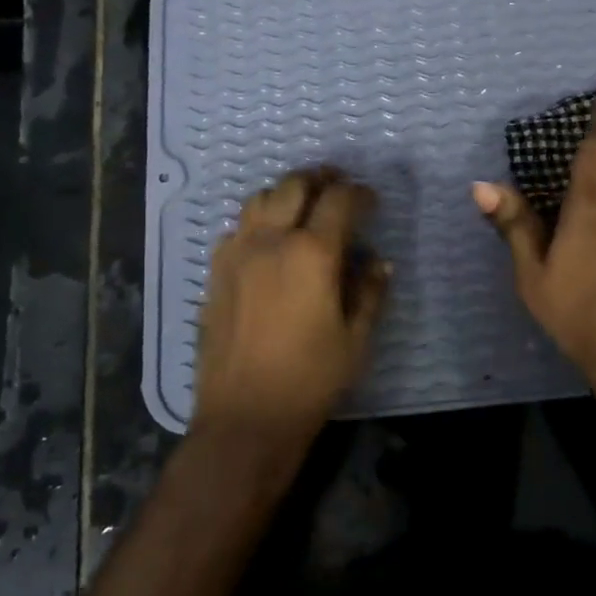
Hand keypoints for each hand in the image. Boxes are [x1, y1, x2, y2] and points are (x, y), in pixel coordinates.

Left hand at [195, 168, 389, 446]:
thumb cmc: (311, 380)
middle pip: (295, 185)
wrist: (244, 417)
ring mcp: (237, 253)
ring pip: (260, 199)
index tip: (371, 201)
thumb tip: (379, 261)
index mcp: (312, 253)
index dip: (360, 194)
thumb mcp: (356, 339)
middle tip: (338, 185)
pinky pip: (237, 228)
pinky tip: (268, 240)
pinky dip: (258, 220)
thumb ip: (371, 292)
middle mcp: (271, 241)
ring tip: (302, 205)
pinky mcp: (216, 273)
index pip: (340, 200)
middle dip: (321, 178)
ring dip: (286, 193)